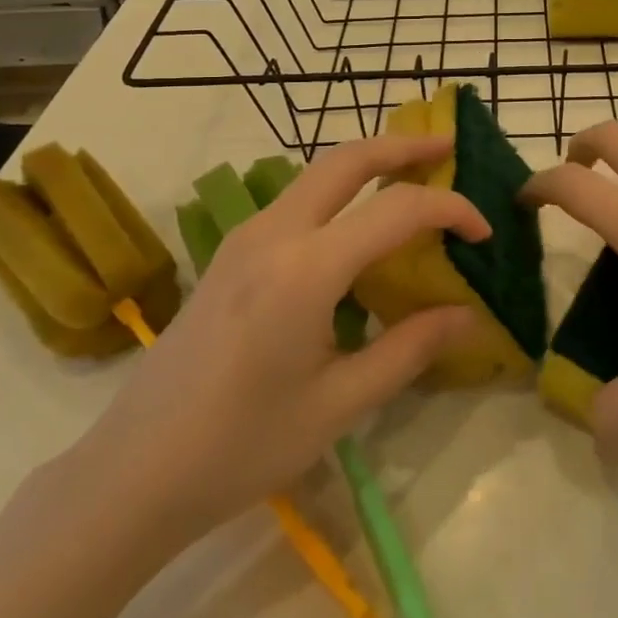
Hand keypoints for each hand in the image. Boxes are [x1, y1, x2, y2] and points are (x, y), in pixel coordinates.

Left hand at [72, 135, 486, 554]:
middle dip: (403, 145)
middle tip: (449, 148)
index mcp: (306, 269)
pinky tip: (358, 227)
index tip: (484, 232)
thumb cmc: (242, 446)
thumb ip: (410, 349)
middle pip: (347, 159)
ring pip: (317, 173)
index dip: (451, 210)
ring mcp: (245, 238)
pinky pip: (296, 200)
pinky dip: (340, 192)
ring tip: (413, 176)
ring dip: (369, 163)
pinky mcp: (230, 254)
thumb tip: (468, 315)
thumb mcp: (339, 404)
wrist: (133, 472)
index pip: (397, 210)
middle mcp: (273, 233)